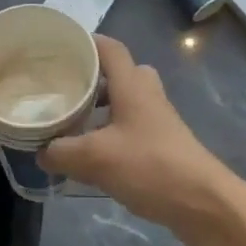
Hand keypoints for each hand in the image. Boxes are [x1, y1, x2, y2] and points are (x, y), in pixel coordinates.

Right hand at [39, 36, 245, 244]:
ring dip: (99, 108)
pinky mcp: (163, 144)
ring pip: (124, 101)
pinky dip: (110, 132)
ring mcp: (158, 119)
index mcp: (132, 84)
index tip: (58, 48)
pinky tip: (92, 155)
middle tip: (62, 88)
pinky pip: (130, 127)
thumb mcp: (95, 158)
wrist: (204, 203)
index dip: (85, 42)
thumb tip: (41, 151)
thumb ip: (62, 152)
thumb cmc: (150, 166)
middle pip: (117, 73)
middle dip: (90, 78)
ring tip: (70, 123)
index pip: (109, 47)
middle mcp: (146, 94)